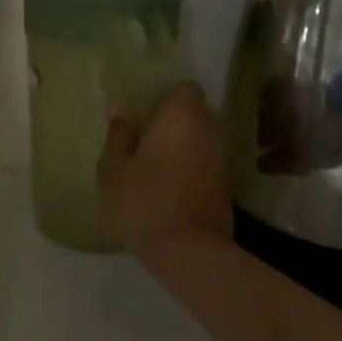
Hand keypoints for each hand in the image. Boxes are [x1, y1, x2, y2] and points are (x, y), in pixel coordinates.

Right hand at [98, 80, 233, 259]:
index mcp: (183, 114)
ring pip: (201, 138)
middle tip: (144, 137)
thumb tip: (121, 107)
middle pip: (194, 112)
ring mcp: (222, 158)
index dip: (164, 96)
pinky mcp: (227, 186)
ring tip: (154, 163)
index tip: (143, 112)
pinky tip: (169, 184)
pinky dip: (191, 166)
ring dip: (182, 145)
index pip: (184, 87)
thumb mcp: (115, 168)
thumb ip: (119, 133)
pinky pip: (205, 162)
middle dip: (173, 120)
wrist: (190, 253)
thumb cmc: (145, 200)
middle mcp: (209, 129)